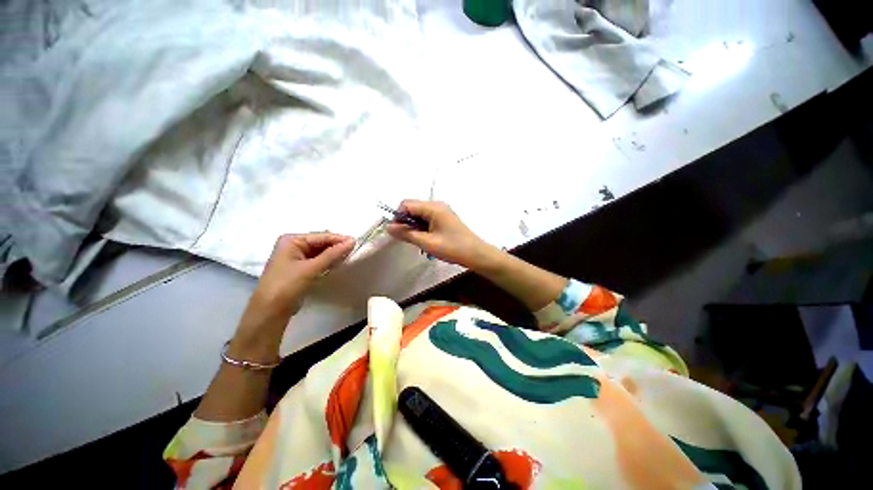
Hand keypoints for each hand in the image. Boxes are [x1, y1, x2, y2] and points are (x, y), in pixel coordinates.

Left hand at [232, 233, 353, 356]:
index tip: (356, 243)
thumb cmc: (287, 285)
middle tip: (355, 250)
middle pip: (321, 243)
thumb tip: (352, 241)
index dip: (339, 239)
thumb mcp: (311, 268)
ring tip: (350, 256)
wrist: (270, 311)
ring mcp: (296, 257)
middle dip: (337, 246)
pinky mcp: (300, 268)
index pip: (320, 236)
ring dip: (334, 254)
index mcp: (291, 240)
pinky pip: (318, 260)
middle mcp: (293, 245)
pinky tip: (339, 263)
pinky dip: (328, 262)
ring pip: (321, 252)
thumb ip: (332, 254)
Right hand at [386, 200, 497, 269]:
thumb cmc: (452, 248)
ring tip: (419, 241)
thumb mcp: (427, 243)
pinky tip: (426, 239)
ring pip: (419, 214)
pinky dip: (422, 227)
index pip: (406, 204)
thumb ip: (406, 234)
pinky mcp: (444, 218)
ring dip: (414, 226)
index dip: (398, 217)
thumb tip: (388, 227)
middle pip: (412, 208)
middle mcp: (437, 205)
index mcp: (433, 207)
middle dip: (406, 222)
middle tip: (409, 239)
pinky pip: (427, 218)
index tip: (398, 233)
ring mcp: (442, 211)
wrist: (476, 254)